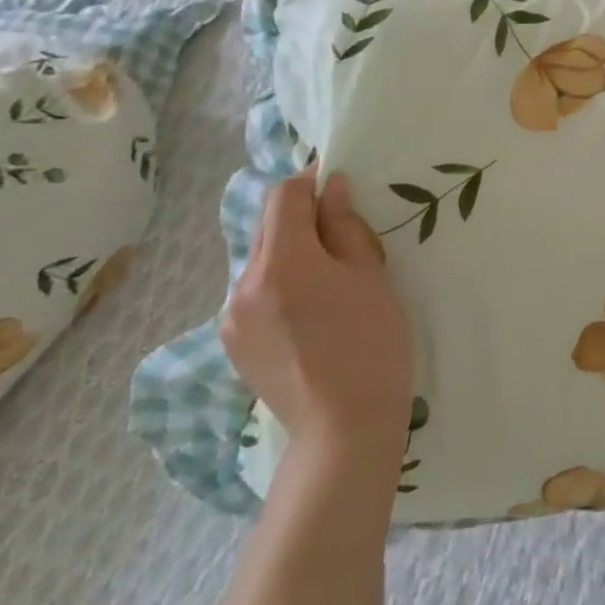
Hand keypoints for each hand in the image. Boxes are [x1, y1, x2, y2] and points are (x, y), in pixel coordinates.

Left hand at [221, 167, 415, 458]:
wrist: (344, 424)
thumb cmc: (372, 341)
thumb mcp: (371, 273)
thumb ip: (345, 225)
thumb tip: (330, 188)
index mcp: (283, 261)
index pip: (284, 196)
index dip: (310, 179)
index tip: (339, 181)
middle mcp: (244, 283)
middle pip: (269, 226)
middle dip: (302, 216)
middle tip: (344, 231)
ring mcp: (232, 316)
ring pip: (262, 259)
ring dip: (292, 250)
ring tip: (330, 275)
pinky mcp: (233, 342)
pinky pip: (255, 292)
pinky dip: (280, 282)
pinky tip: (310, 308)